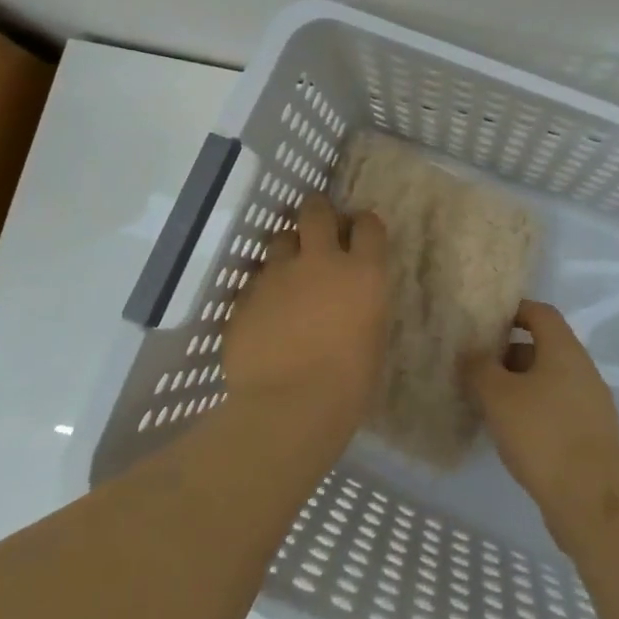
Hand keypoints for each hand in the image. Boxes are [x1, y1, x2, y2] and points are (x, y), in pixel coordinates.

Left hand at [223, 193, 388, 449]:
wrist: (289, 408)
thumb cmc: (349, 384)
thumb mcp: (373, 336)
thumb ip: (363, 303)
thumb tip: (352, 295)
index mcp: (363, 272)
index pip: (368, 225)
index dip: (363, 225)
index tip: (358, 234)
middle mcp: (320, 261)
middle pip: (316, 211)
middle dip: (317, 212)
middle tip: (318, 227)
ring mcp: (277, 275)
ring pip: (280, 239)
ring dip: (287, 249)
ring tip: (288, 271)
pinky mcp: (246, 295)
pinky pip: (256, 279)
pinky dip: (263, 287)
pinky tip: (265, 310)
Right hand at [466, 301, 618, 535]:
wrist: (591, 497)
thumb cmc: (542, 433)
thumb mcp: (498, 395)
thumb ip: (479, 368)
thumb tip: (470, 353)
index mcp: (564, 349)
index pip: (540, 313)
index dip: (513, 310)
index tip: (485, 321)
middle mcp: (581, 369)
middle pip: (542, 348)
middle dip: (508, 354)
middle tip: (476, 366)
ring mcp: (589, 404)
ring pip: (547, 381)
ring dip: (518, 386)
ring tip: (486, 402)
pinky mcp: (589, 436)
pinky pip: (555, 410)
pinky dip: (532, 412)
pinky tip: (509, 432)